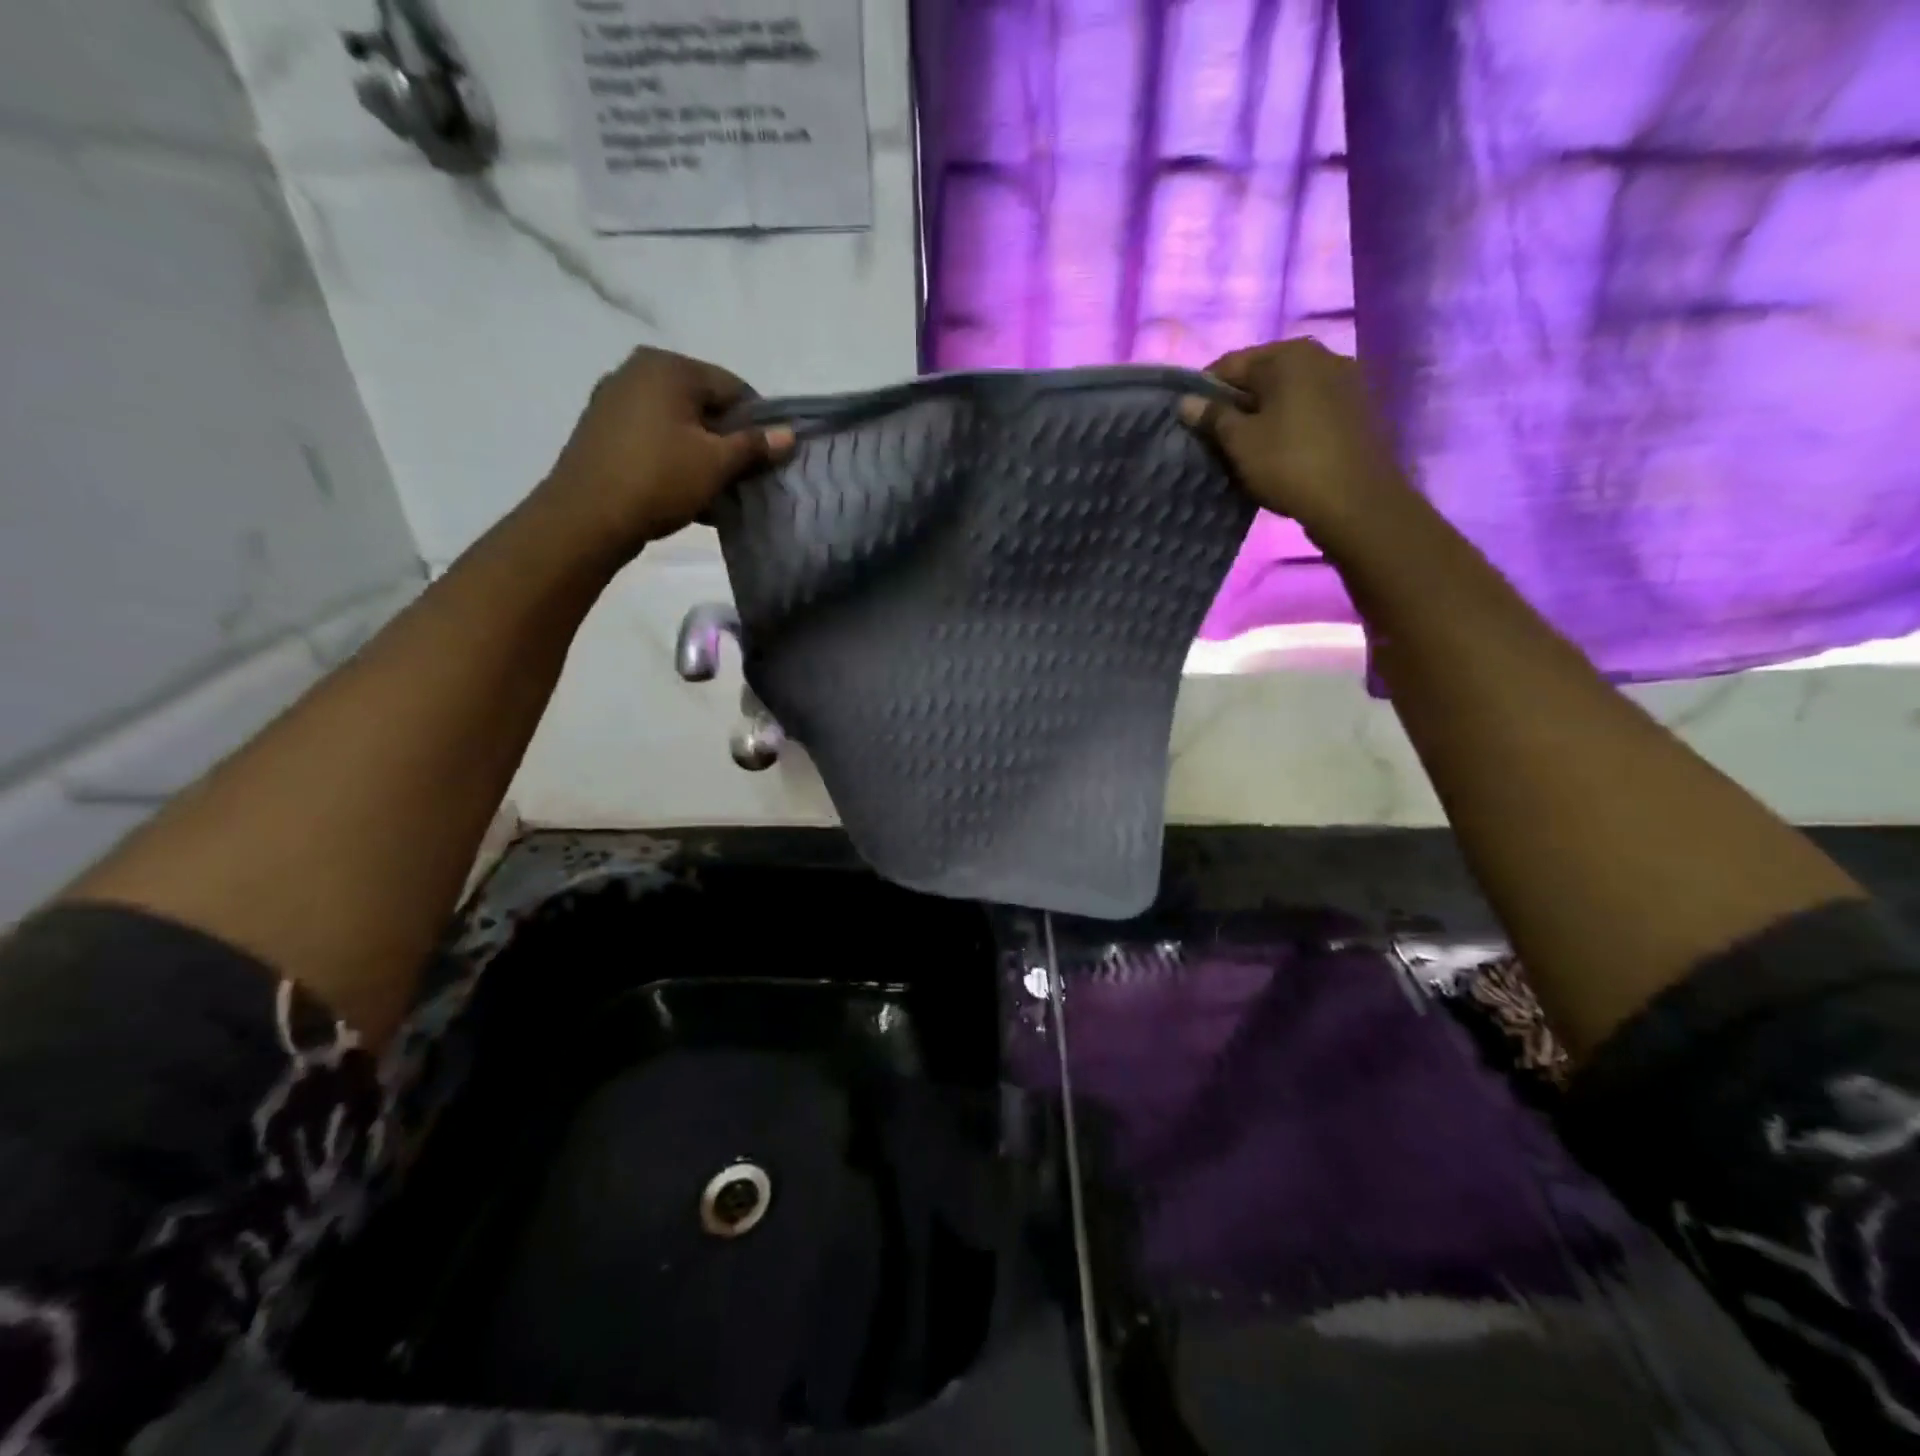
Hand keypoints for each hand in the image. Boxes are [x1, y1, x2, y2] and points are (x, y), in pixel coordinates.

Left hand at [540, 346, 793, 558]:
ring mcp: (614, 399)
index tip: (766, 458)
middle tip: (742, 476)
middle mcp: (638, 371)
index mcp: (669, 368)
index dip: (758, 422)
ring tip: (715, 488)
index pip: (733, 387)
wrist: (586, 517)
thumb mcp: (716, 464)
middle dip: (727, 438)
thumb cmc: (659, 479)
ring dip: (702, 452)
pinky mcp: (601, 429)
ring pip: (678, 422)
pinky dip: (674, 457)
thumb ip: (754, 445)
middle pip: (704, 403)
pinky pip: (653, 436)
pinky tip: (685, 490)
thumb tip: (789, 434)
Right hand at [1178, 338, 1411, 548]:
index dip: (1205, 390)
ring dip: (1266, 412)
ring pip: (1290, 392)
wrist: (1357, 501)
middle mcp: (1322, 356)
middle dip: (1238, 401)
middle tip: (1217, 435)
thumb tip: (1187, 401)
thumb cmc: (1289, 464)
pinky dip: (1292, 421)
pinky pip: (1313, 407)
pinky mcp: (1360, 409)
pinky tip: (1282, 448)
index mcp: (1289, 355)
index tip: (1191, 419)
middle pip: (1264, 374)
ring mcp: (1347, 380)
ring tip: (1248, 445)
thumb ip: (1212, 416)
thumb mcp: (1240, 442)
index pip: (1231, 363)